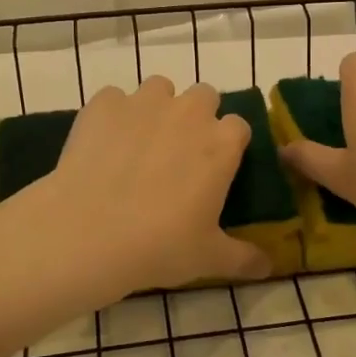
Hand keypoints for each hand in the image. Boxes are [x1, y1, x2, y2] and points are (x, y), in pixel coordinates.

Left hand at [30, 75, 269, 294]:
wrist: (87, 234)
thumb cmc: (159, 246)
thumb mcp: (209, 258)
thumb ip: (244, 258)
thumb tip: (268, 267)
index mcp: (221, 143)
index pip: (239, 126)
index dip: (228, 144)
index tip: (216, 168)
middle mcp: (188, 112)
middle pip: (204, 96)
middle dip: (197, 117)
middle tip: (179, 154)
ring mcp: (143, 102)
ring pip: (159, 89)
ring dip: (156, 108)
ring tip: (139, 144)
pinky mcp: (103, 104)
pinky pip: (114, 99)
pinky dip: (113, 116)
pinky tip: (103, 146)